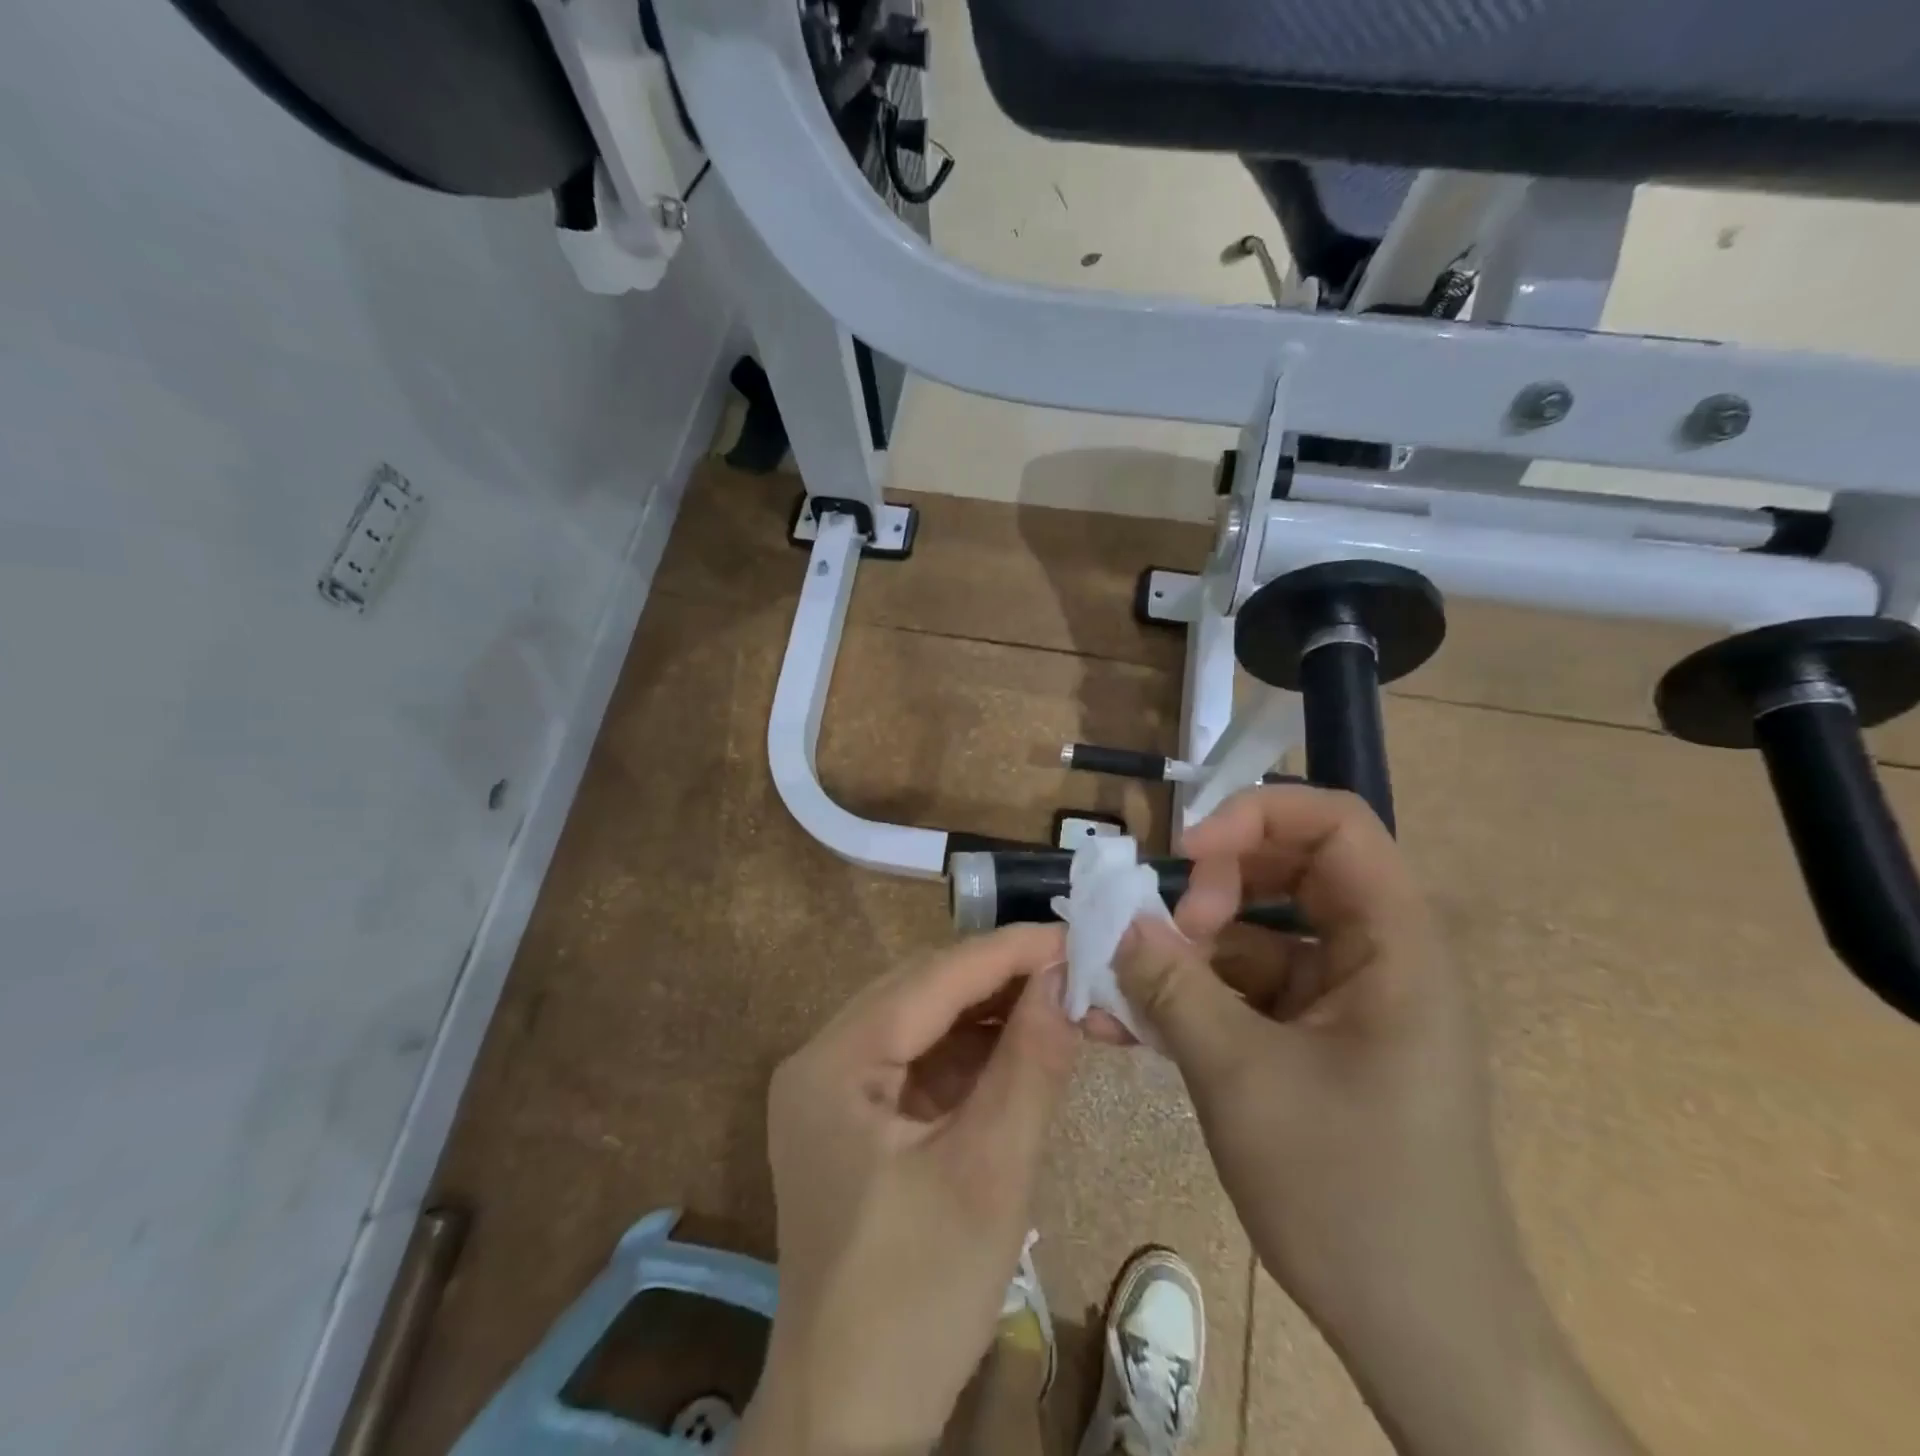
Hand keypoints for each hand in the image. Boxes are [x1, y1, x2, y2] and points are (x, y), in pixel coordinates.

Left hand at [737, 925, 1077, 1455]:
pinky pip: (921, 1061)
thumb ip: (1030, 1066)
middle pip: (922, 991)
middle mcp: (823, 1058)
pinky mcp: (856, 1119)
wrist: (850, 1421)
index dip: (1007, 951)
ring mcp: (835, 1089)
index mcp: (833, 1062)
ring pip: (924, 1021)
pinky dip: (973, 1052)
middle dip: (1001, 977)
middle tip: (1075, 970)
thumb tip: (1066, 980)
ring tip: (1059, 1002)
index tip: (1075, 936)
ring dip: (990, 1012)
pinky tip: (1021, 1048)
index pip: (931, 978)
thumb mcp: (988, 1176)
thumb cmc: (917, 1299)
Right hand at [1118, 785, 1642, 1455]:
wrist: (1427, 1341)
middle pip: (1291, 871)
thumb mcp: (1242, 1079)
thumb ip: (1172, 987)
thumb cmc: (1351, 1197)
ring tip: (1126, 985)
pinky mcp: (1319, 1041)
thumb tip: (1118, 922)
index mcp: (1395, 947)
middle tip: (1160, 929)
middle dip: (1214, 886)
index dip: (1256, 814)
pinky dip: (1199, 994)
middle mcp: (1377, 959)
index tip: (1185, 853)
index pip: (1336, 824)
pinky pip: (1252, 989)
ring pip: (1260, 933)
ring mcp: (1347, 1002)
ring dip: (1193, 948)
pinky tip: (1140, 1024)